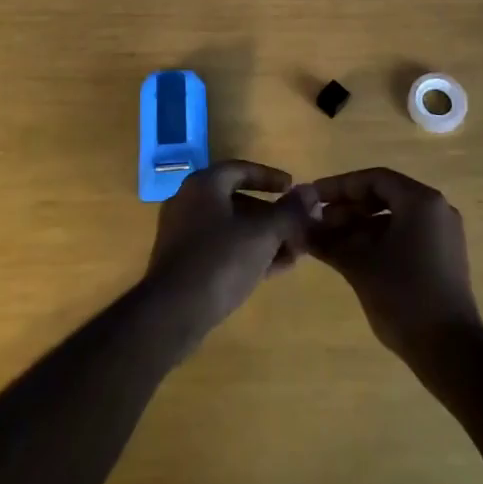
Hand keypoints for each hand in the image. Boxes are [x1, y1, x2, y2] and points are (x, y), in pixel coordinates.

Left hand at [145, 162, 318, 346]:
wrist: (172, 314)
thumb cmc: (220, 260)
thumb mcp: (263, 233)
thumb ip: (289, 212)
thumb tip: (309, 192)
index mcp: (204, 185)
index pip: (241, 169)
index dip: (270, 177)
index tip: (293, 188)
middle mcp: (189, 203)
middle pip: (238, 200)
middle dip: (271, 214)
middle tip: (297, 226)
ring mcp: (183, 235)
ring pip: (231, 228)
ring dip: (263, 237)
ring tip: (293, 252)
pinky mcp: (183, 264)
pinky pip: (221, 249)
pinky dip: (247, 253)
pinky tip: (272, 270)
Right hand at [308, 168, 482, 368]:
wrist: (450, 351)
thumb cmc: (403, 297)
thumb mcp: (358, 265)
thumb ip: (327, 240)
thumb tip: (298, 228)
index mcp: (420, 201)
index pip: (373, 179)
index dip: (339, 186)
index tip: (312, 197)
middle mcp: (436, 209)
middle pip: (385, 195)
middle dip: (348, 207)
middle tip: (317, 222)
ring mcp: (444, 233)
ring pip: (394, 217)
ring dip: (361, 225)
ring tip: (329, 241)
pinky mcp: (444, 256)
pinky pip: (407, 234)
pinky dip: (379, 240)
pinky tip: (353, 256)